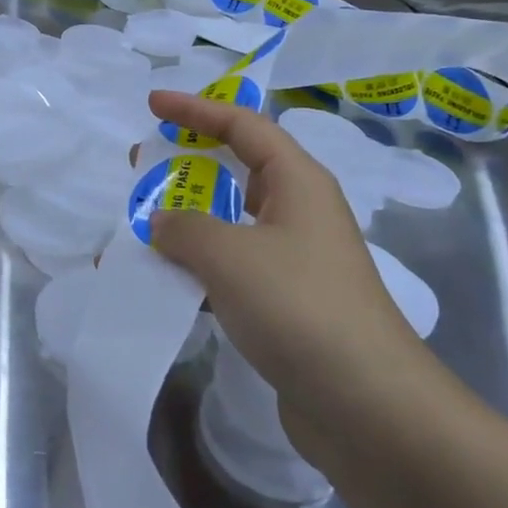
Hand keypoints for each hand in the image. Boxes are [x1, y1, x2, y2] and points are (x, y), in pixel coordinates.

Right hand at [145, 90, 441, 464]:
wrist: (367, 404)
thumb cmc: (299, 305)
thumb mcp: (229, 254)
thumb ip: (184, 228)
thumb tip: (162, 222)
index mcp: (298, 182)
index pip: (243, 125)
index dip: (196, 108)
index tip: (152, 103)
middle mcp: (299, 212)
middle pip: (238, 170)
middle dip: (187, 163)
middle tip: (141, 164)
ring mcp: (295, 260)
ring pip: (231, 223)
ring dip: (186, 222)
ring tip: (142, 227)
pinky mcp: (287, 304)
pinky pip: (232, 269)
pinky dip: (197, 268)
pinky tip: (165, 283)